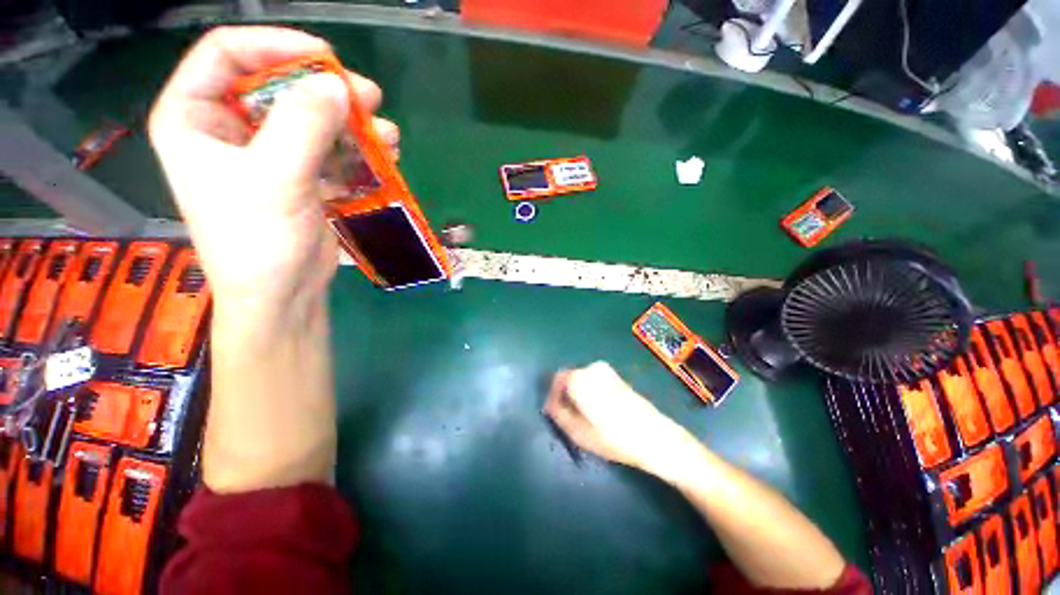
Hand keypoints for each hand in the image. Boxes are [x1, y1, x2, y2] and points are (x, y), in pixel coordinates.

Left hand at [148, 26, 398, 309]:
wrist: (282, 294)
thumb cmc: (259, 241)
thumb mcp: (275, 178)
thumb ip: (304, 126)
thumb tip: (337, 85)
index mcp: (194, 118)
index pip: (226, 54)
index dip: (275, 46)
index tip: (326, 58)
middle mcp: (227, 129)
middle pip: (276, 85)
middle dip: (324, 90)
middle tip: (369, 97)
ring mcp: (266, 154)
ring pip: (309, 119)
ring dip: (350, 124)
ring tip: (387, 134)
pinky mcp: (299, 176)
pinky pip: (328, 150)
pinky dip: (355, 152)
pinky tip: (383, 157)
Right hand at [543, 362, 699, 480]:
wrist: (653, 436)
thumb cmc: (612, 436)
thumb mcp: (577, 432)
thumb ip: (558, 414)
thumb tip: (549, 405)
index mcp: (579, 378)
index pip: (556, 380)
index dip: (552, 396)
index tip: (552, 412)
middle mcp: (591, 368)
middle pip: (569, 378)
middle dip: (564, 395)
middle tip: (566, 416)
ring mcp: (606, 371)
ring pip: (582, 380)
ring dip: (577, 394)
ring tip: (581, 416)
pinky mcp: (617, 377)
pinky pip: (594, 381)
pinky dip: (589, 392)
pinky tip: (596, 411)